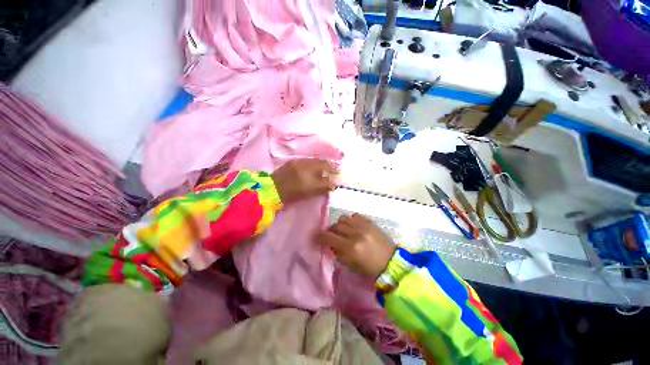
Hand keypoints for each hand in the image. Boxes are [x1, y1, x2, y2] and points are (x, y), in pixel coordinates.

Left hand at [271, 159, 337, 203]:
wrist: (273, 190)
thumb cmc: (294, 191)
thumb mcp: (312, 190)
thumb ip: (325, 186)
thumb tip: (334, 184)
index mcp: (310, 165)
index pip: (325, 164)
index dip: (333, 168)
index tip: (337, 172)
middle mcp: (304, 160)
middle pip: (319, 161)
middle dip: (326, 166)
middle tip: (330, 172)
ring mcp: (296, 161)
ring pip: (311, 162)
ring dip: (318, 166)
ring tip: (321, 173)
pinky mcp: (290, 164)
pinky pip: (304, 163)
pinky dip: (310, 167)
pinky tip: (310, 172)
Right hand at [316, 213, 395, 278]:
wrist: (391, 262)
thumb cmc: (370, 268)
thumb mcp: (350, 264)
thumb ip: (337, 252)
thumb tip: (328, 244)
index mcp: (351, 248)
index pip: (328, 237)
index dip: (319, 237)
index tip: (315, 238)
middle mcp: (356, 233)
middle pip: (335, 225)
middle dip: (330, 231)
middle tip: (331, 237)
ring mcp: (364, 225)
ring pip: (343, 218)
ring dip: (340, 225)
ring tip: (343, 231)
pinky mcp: (370, 221)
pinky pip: (354, 215)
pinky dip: (350, 221)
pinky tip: (353, 227)